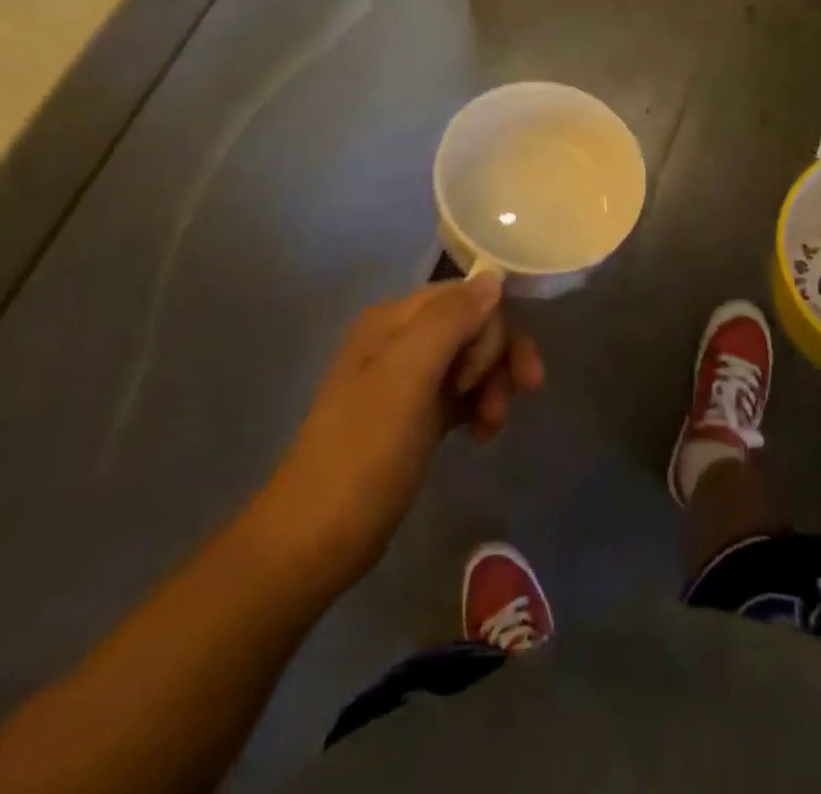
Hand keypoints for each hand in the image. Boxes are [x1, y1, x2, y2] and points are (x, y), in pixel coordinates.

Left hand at [261, 274, 543, 585]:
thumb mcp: (407, 377)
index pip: (467, 296)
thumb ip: (450, 320)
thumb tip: (493, 279)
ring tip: (492, 426)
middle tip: (501, 405)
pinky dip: (479, 406)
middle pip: (473, 326)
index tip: (506, 373)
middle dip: (497, 360)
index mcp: (393, 318)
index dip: (495, 328)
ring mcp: (406, 378)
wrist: (314, 541)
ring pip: (472, 359)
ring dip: (492, 386)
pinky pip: (461, 391)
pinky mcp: (415, 414)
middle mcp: (400, 338)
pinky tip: (482, 435)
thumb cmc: (364, 453)